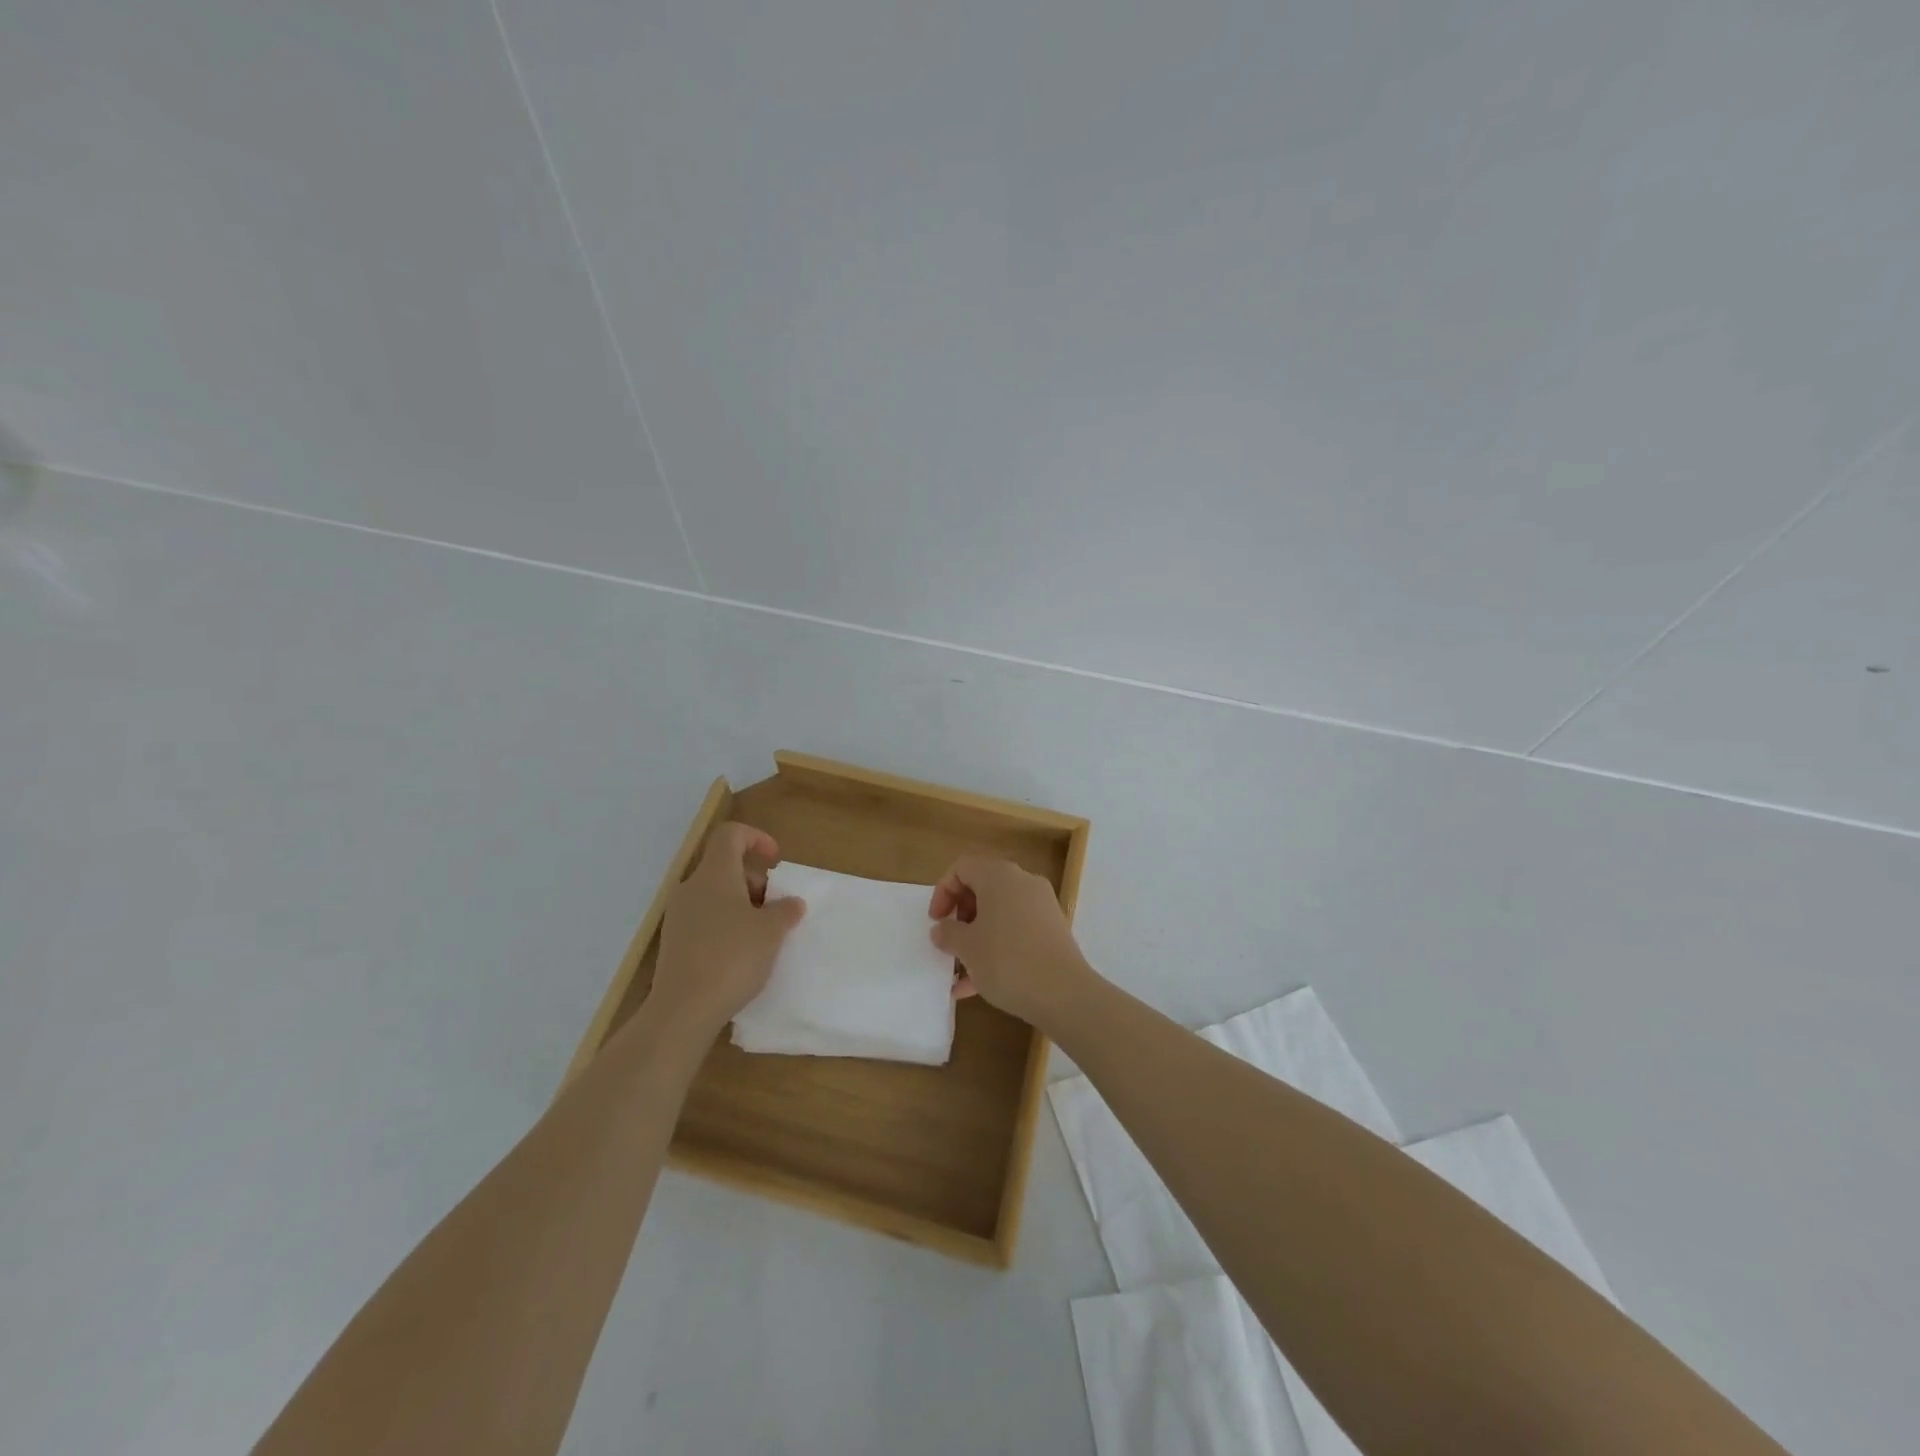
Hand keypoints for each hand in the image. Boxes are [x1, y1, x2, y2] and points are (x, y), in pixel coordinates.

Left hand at [649, 823, 805, 1038]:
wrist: (683, 1010)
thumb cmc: (732, 958)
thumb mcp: (771, 932)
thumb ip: (785, 911)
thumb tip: (791, 903)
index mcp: (714, 874)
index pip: (730, 835)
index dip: (756, 838)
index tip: (775, 861)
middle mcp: (691, 888)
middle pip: (725, 867)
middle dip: (755, 882)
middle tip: (776, 910)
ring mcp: (678, 916)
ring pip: (716, 896)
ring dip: (743, 907)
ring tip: (763, 936)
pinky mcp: (673, 943)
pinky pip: (705, 920)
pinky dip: (726, 926)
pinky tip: (741, 956)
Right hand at [928, 855, 1093, 1025]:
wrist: (1064, 994)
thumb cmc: (1007, 961)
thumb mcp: (967, 948)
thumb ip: (948, 933)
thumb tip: (942, 929)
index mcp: (999, 876)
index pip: (963, 867)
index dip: (943, 891)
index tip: (936, 921)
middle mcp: (1023, 883)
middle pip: (983, 887)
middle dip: (961, 915)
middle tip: (950, 941)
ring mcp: (1042, 907)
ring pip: (999, 913)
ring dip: (976, 937)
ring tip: (959, 971)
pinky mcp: (1052, 931)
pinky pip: (1016, 932)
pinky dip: (997, 949)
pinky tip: (977, 986)